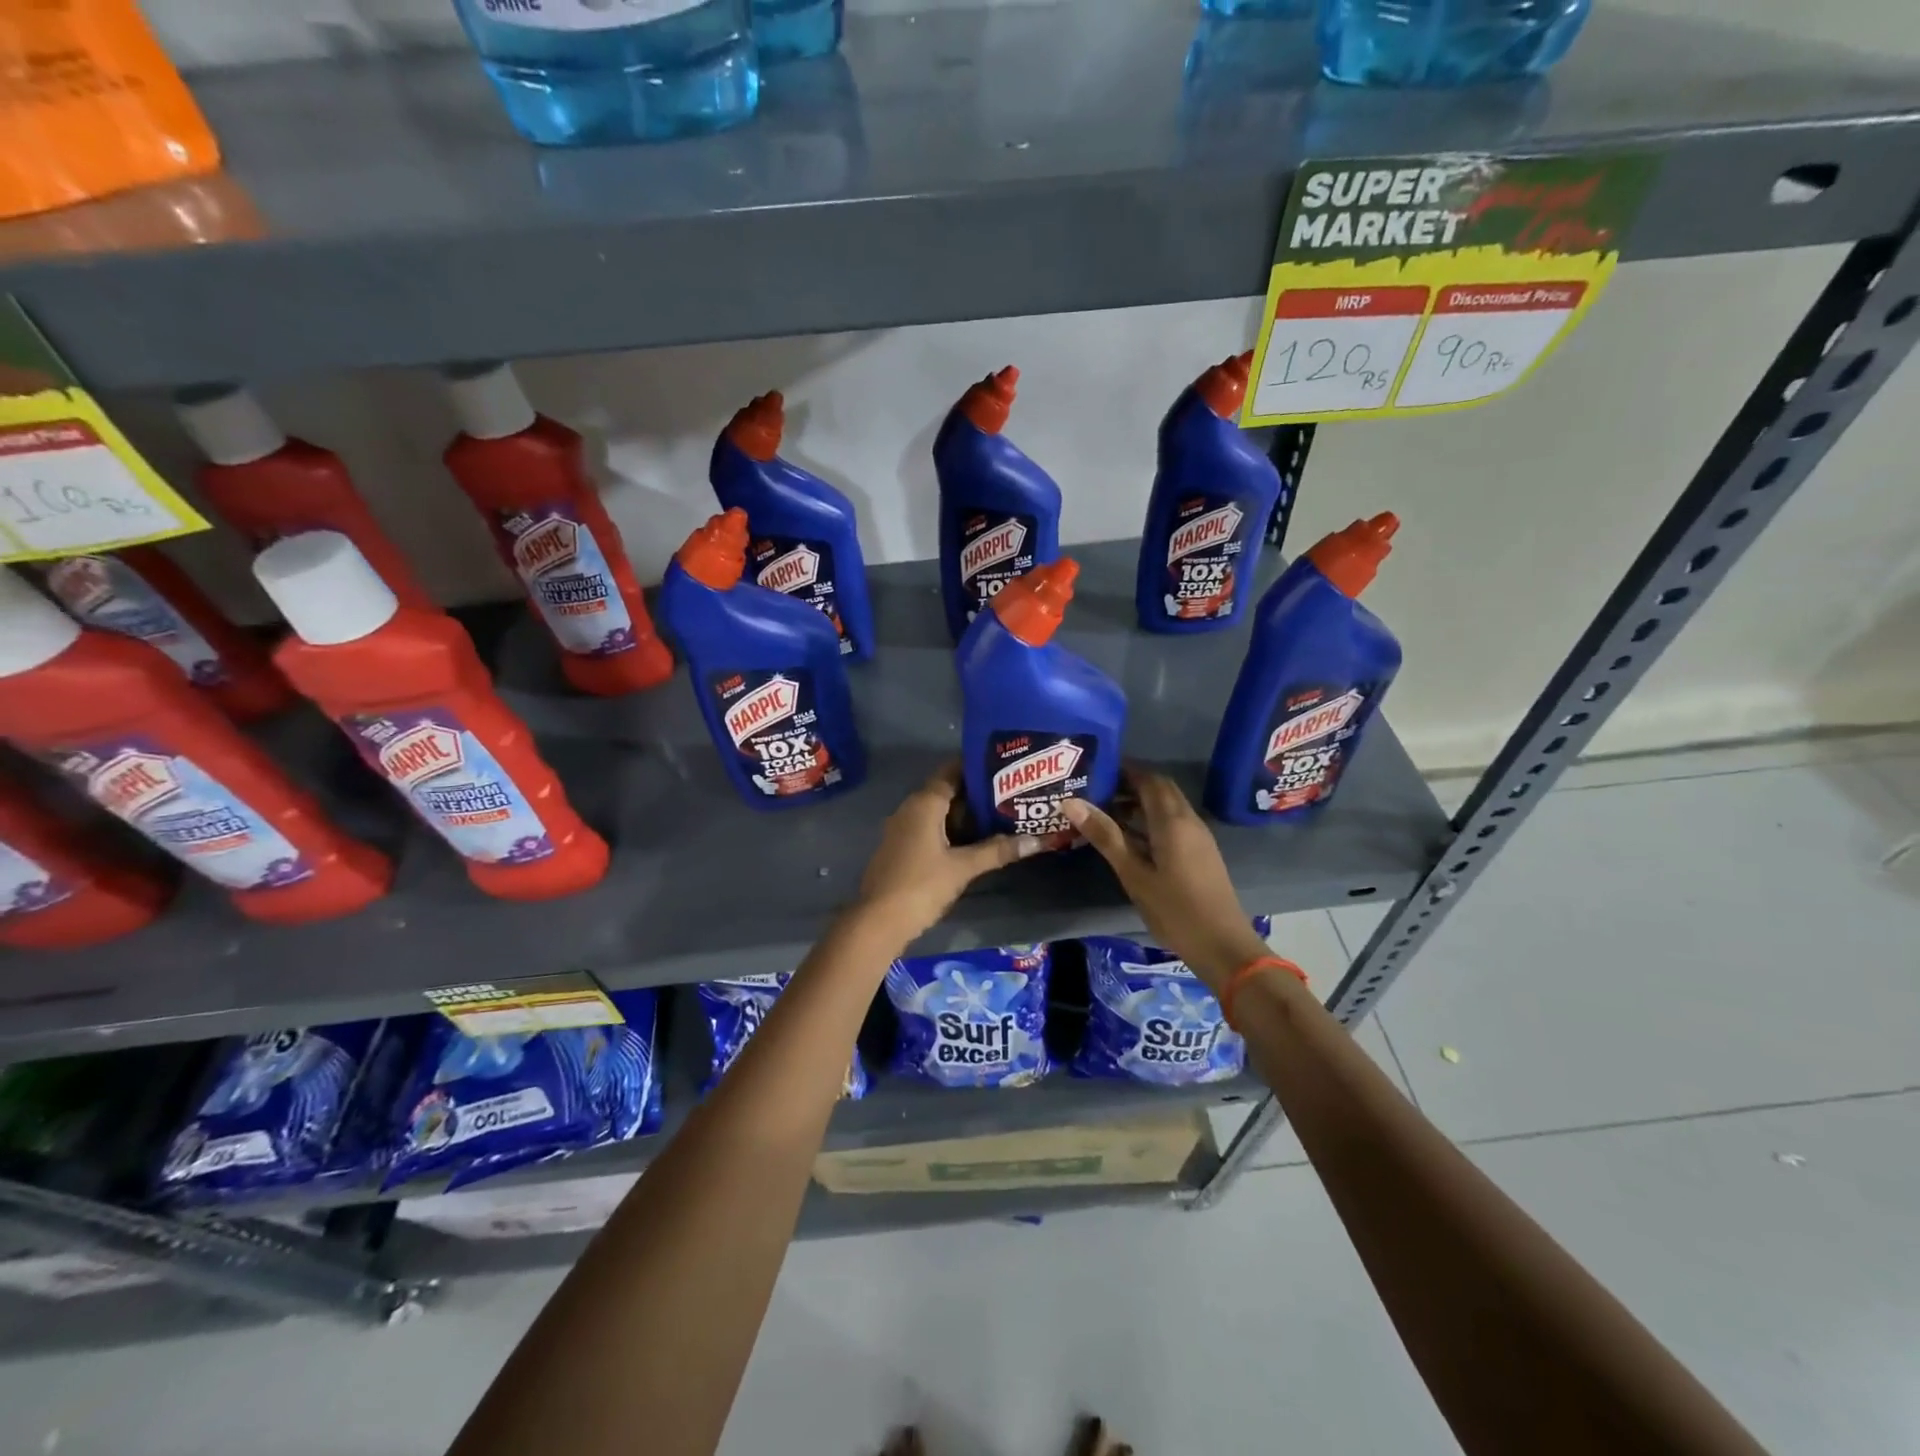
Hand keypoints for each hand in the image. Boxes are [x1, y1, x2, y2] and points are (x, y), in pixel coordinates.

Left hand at [853, 764, 1039, 943]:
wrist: (878, 921)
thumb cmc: (921, 885)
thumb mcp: (963, 867)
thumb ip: (998, 851)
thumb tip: (1037, 840)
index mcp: (924, 803)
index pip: (952, 771)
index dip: (977, 766)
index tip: (1004, 765)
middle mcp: (911, 808)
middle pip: (948, 791)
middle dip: (978, 793)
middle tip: (1011, 793)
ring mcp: (904, 829)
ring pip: (940, 813)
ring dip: (966, 815)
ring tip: (1002, 814)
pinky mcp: (903, 848)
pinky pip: (932, 829)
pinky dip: (953, 830)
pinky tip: (976, 841)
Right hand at [1062, 769, 1268, 988]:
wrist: (1222, 946)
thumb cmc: (1174, 909)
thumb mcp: (1133, 873)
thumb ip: (1105, 836)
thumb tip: (1071, 802)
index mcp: (1172, 820)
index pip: (1149, 779)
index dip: (1124, 770)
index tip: (1095, 769)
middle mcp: (1188, 820)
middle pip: (1160, 789)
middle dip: (1130, 784)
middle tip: (1096, 790)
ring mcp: (1198, 837)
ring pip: (1167, 807)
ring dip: (1139, 803)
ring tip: (1104, 812)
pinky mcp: (1200, 853)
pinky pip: (1173, 823)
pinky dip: (1150, 820)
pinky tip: (1128, 837)